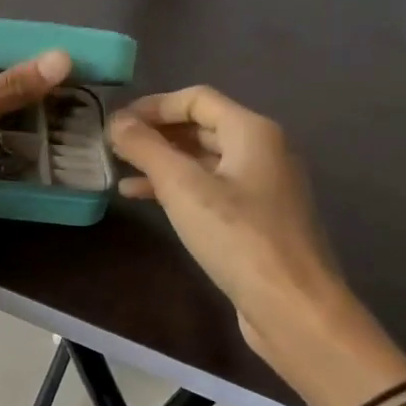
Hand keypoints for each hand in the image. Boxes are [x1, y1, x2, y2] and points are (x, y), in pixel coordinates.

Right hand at [107, 87, 405, 402]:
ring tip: (119, 169)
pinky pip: (209, 188)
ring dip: (161, 161)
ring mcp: (261, 186)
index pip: (196, 99)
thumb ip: (146, 148)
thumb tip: (116, 121)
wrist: (292, 306)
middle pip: (200, 127)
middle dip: (155, 132)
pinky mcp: (255, 218)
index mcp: (252, 132)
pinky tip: (142, 198)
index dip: (153, 105)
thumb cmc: (238, 237)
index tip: (115, 121)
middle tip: (112, 144)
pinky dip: (176, 187)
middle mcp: (262, 150)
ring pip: (202, 159)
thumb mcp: (182, 187)